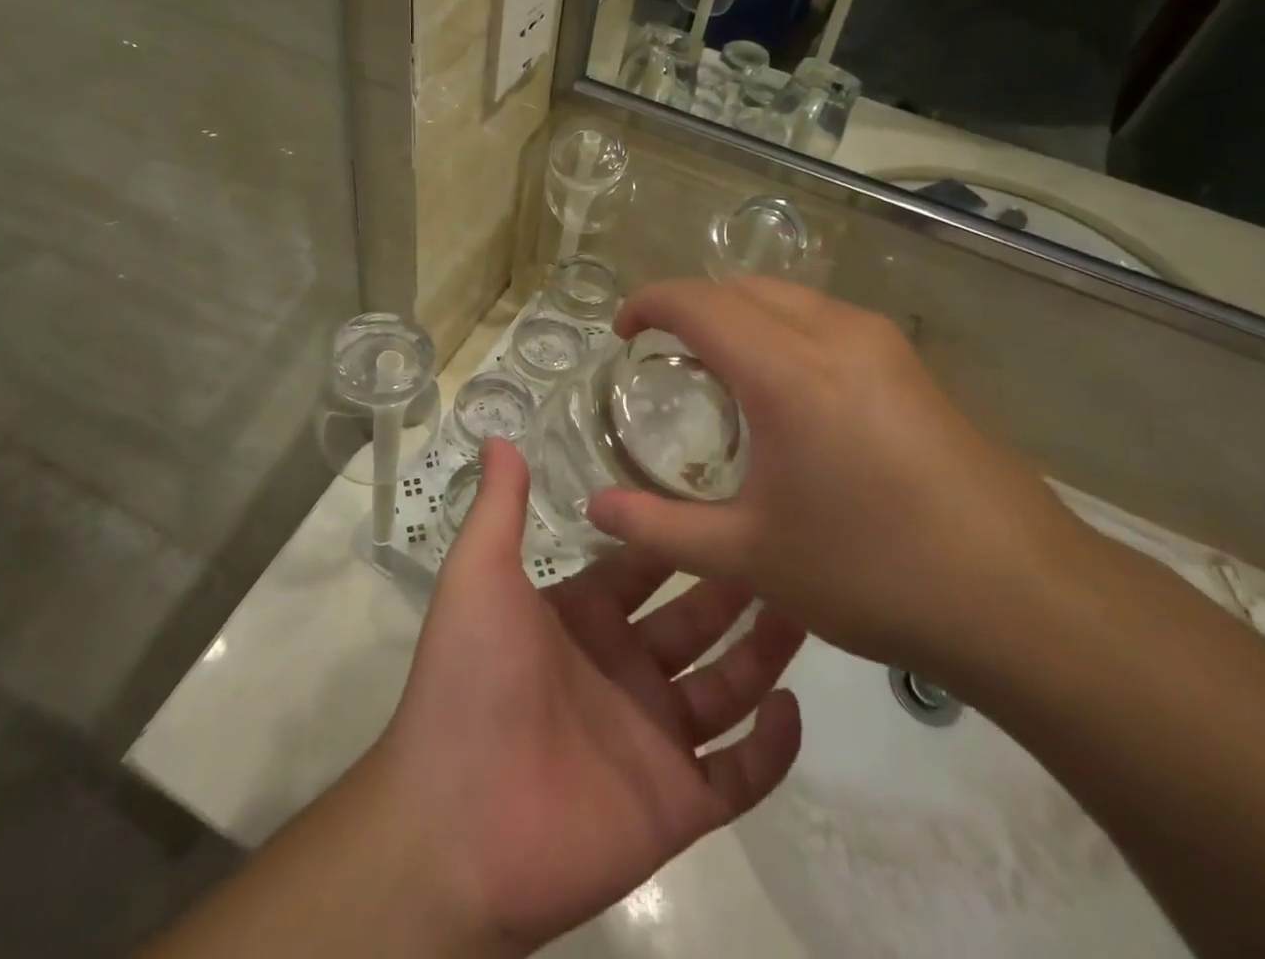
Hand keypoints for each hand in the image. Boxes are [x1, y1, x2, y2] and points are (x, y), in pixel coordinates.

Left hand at [373, 440, 804, 952]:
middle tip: (787, 546)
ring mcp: (655, 736)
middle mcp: (624, 668)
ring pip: (727, 686)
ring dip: (764, 652)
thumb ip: (498, 508)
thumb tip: (499, 435)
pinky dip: (771, 746)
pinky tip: (792, 705)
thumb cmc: (470, 681)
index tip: (726, 495)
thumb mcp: (479, 576)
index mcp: (584, 616)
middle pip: (695, 619)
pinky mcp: (679, 803)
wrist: (457, 829)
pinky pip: (741, 772)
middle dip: (735, 585)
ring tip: (808, 608)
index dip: (679, 535)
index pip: (645, 565)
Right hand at [585, 279, 1093, 682]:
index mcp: (787, 372)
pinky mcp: (911, 362)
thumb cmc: (874, 574)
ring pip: (786, 296)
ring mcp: (881, 342)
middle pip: (740, 287)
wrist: (1028, 600)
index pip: (697, 302)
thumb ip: (660, 527)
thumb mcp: (750, 557)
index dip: (649, 304)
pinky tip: (784, 387)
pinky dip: (780, 327)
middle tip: (662, 352)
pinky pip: (824, 317)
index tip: (623, 333)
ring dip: (738, 312)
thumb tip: (595, 507)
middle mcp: (834, 334)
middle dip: (690, 304)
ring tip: (717, 366)